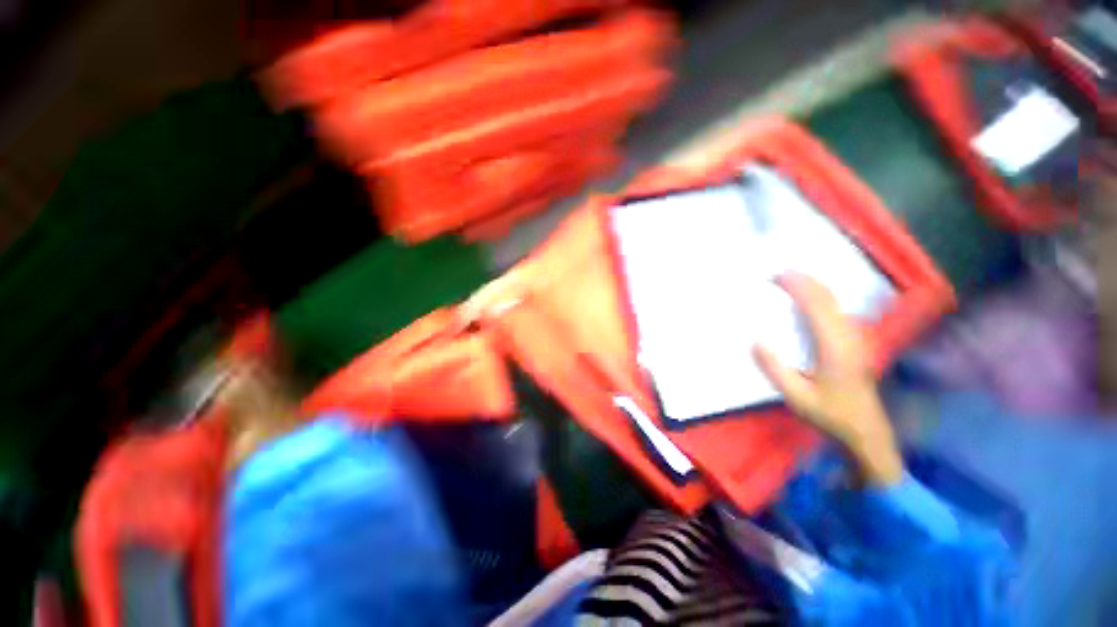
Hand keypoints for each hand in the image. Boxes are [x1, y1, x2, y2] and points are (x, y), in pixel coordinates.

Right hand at [753, 273, 902, 486]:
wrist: (867, 431)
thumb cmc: (830, 414)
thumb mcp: (797, 397)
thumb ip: (775, 369)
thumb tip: (756, 341)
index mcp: (834, 348)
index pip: (817, 307)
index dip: (798, 287)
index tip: (777, 276)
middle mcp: (849, 337)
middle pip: (829, 299)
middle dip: (804, 281)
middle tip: (778, 273)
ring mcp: (856, 339)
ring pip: (836, 302)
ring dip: (814, 287)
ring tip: (791, 280)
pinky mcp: (856, 343)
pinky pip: (838, 310)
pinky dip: (821, 297)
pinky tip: (811, 298)